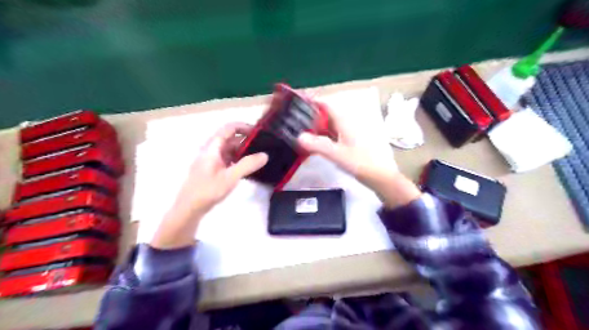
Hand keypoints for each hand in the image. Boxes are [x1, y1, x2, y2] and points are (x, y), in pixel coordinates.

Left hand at [150, 122, 268, 248]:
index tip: (259, 132)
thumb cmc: (208, 190)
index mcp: (212, 147)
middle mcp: (211, 150)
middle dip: (247, 140)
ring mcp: (211, 160)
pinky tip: (248, 167)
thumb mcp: (230, 177)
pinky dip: (238, 160)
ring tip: (259, 156)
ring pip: (230, 149)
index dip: (244, 126)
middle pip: (230, 138)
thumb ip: (248, 165)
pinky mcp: (213, 169)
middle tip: (264, 146)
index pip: (229, 128)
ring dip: (243, 151)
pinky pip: (228, 159)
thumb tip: (265, 155)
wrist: (189, 208)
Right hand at [299, 106, 417, 208]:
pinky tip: (316, 144)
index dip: (313, 101)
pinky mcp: (351, 142)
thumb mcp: (336, 154)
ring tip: (301, 131)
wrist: (380, 176)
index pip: (327, 104)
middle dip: (312, 115)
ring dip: (317, 126)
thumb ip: (317, 145)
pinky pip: (334, 134)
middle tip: (294, 120)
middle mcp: (348, 123)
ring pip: (330, 125)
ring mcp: (350, 133)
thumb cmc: (360, 163)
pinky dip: (324, 136)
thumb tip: (299, 137)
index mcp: (345, 121)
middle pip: (327, 114)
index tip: (298, 103)